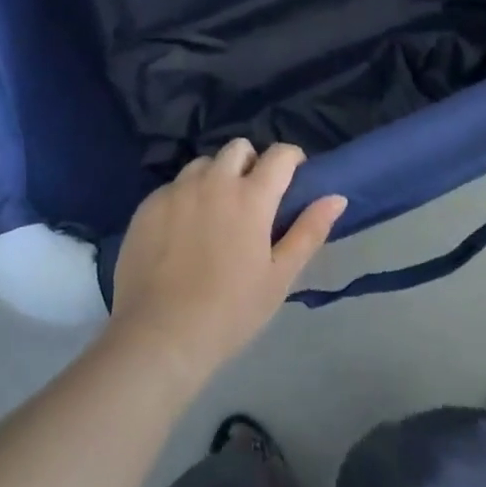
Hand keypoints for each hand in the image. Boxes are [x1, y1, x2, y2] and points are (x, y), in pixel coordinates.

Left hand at [108, 140, 346, 385]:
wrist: (159, 338)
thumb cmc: (230, 312)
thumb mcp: (279, 278)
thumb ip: (309, 231)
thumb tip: (337, 197)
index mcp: (251, 196)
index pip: (280, 154)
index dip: (291, 159)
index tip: (293, 178)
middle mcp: (214, 181)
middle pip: (238, 148)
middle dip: (251, 163)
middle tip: (251, 198)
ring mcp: (177, 190)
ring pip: (204, 164)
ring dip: (216, 177)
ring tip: (214, 213)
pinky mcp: (148, 205)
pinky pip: (173, 186)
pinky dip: (184, 198)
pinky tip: (181, 232)